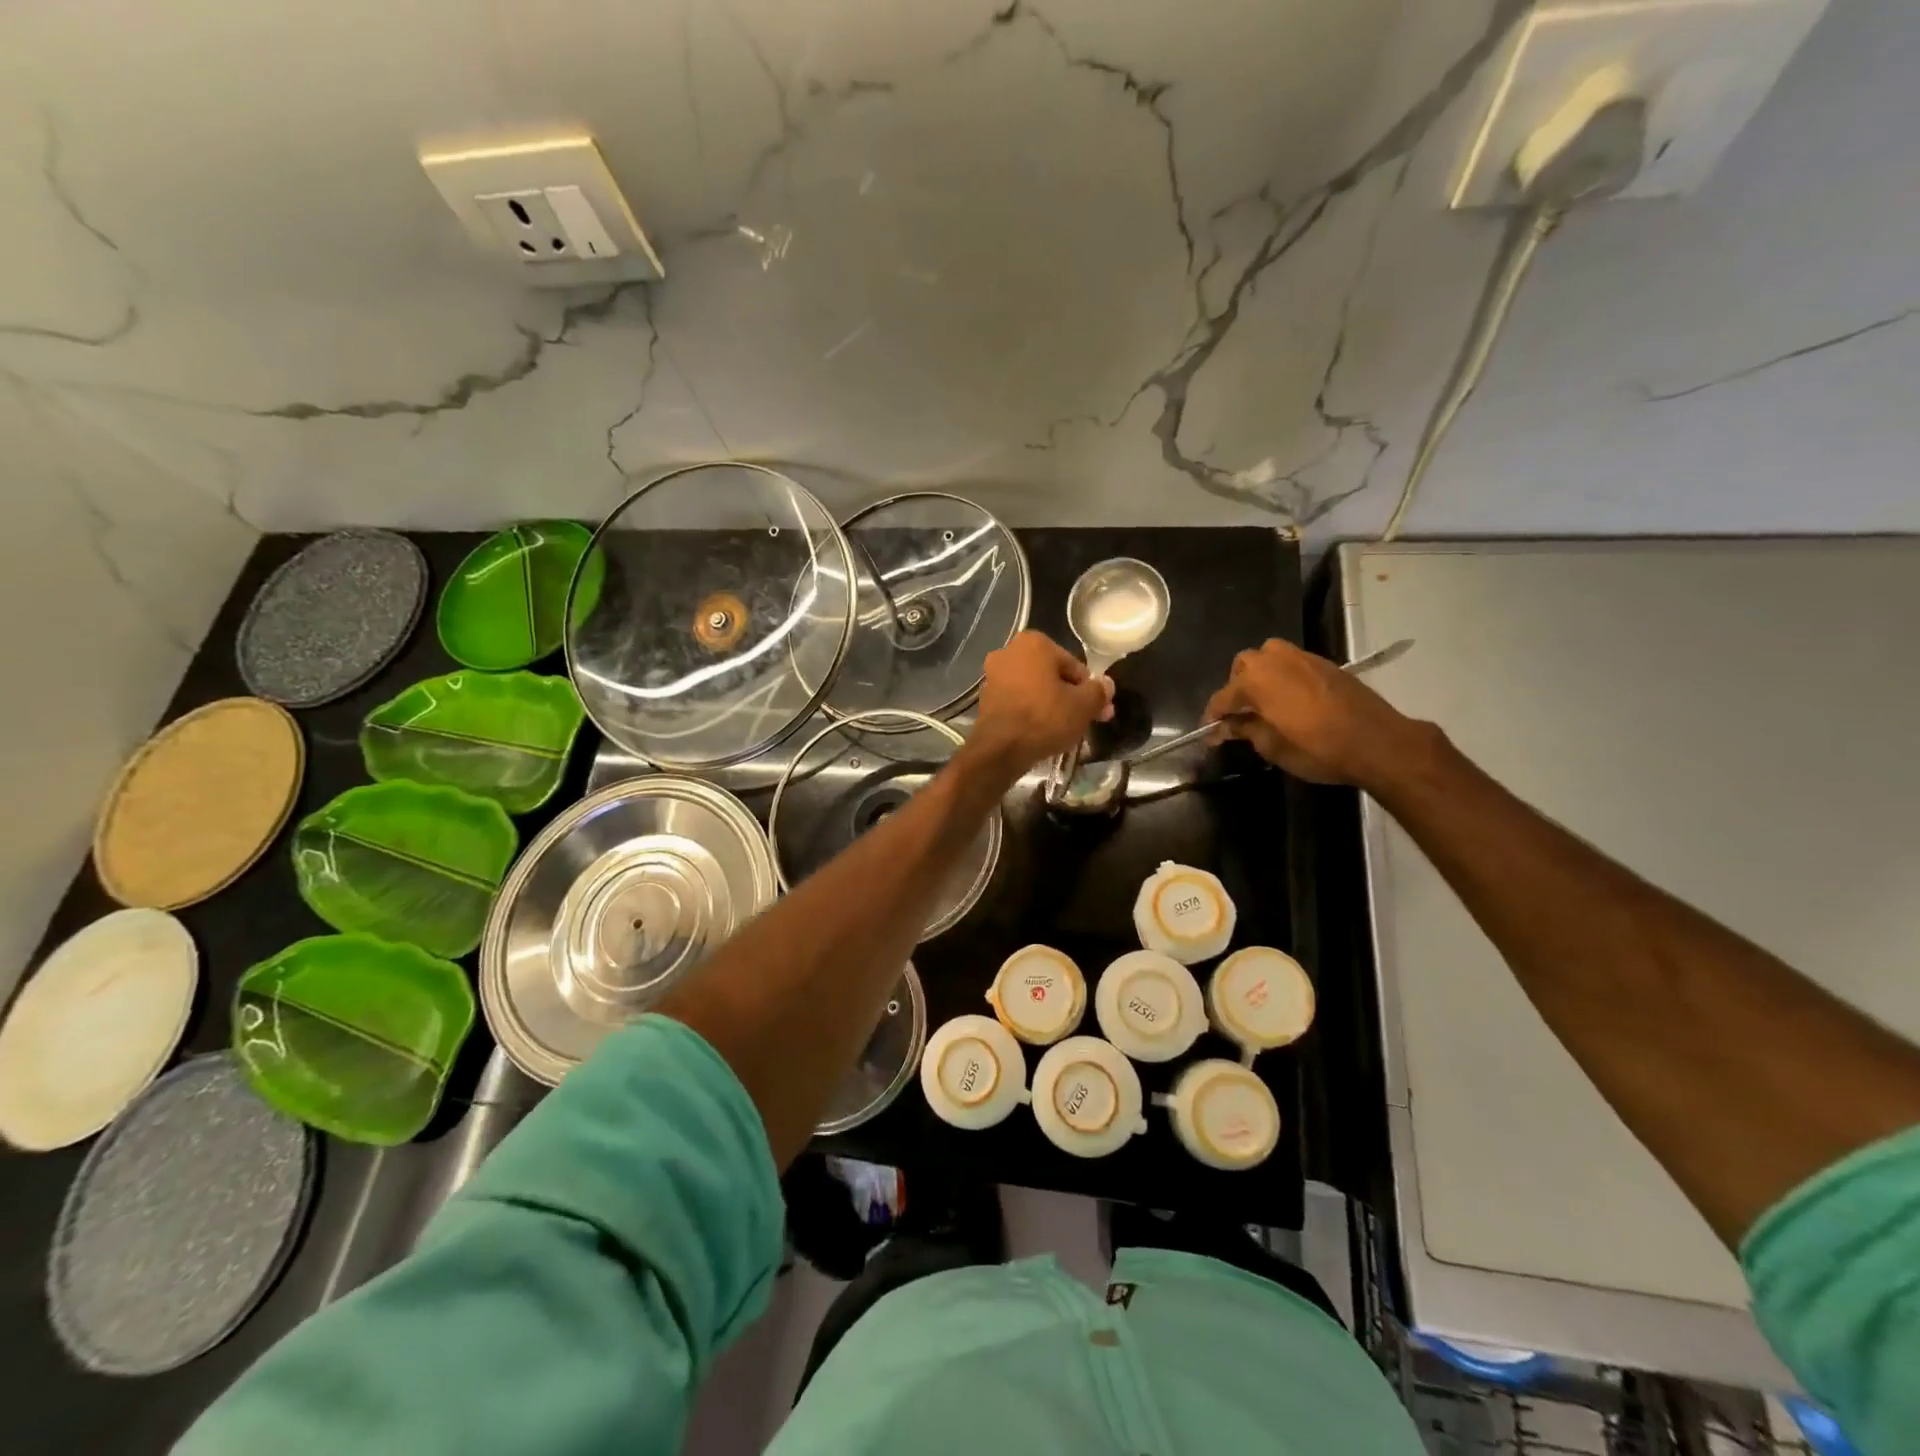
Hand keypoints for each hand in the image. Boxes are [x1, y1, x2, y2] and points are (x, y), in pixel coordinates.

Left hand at [965, 631, 1113, 777]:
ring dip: (1050, 704)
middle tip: (1085, 720)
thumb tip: (1107, 684)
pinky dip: (1031, 712)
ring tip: (1065, 729)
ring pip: (1034, 688)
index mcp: (1034, 643)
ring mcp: (993, 675)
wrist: (1001, 749)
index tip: (1099, 709)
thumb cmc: (1045, 718)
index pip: (1073, 665)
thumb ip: (1098, 691)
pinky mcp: (985, 698)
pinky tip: (1042, 731)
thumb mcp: (1083, 705)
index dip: (1089, 689)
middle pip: (1052, 675)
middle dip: (1070, 696)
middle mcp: (1009, 651)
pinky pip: (1018, 701)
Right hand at [1204, 639, 1430, 787]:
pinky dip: (1283, 675)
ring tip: (1265, 701)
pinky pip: (1291, 662)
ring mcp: (1301, 657)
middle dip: (1236, 688)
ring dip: (1259, 675)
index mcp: (1255, 681)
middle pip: (1242, 667)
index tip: (1210, 734)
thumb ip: (1245, 730)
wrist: (1377, 742)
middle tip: (1240, 715)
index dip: (1213, 717)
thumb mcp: (1273, 747)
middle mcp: (1274, 660)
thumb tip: (1226, 727)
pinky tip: (1290, 698)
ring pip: (1267, 657)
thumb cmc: (1318, 749)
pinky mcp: (1324, 663)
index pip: (1222, 697)